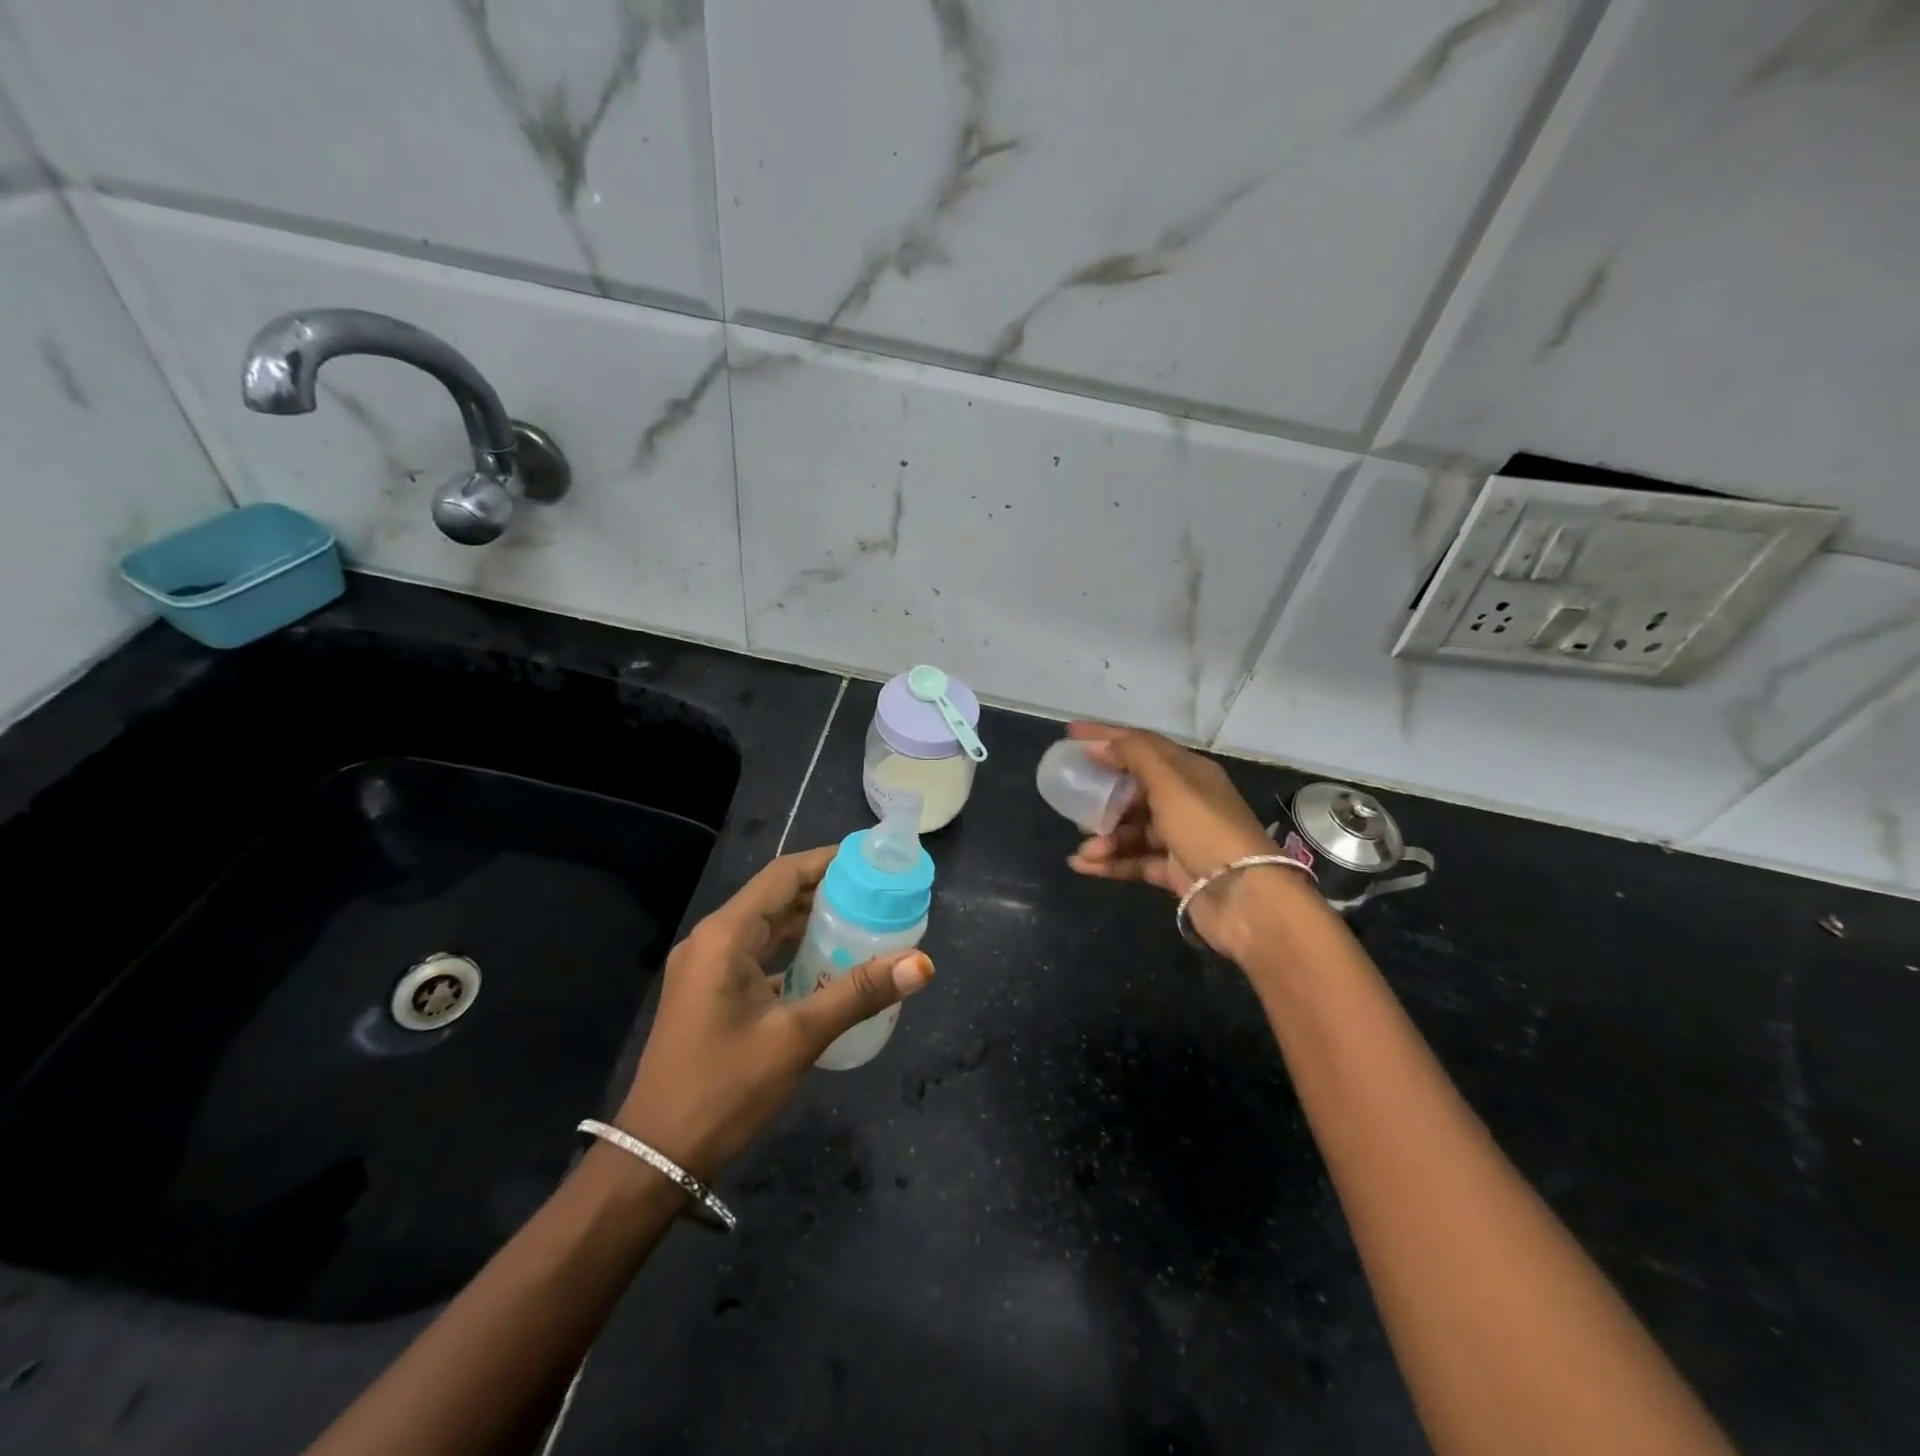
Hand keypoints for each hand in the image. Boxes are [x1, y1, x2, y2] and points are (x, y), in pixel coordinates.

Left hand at [614, 846, 933, 1179]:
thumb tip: (922, 963)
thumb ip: (858, 993)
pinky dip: (792, 951)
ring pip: (767, 928)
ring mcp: (706, 968)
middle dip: (826, 891)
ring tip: (863, 920)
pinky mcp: (709, 993)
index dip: (828, 861)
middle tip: (879, 893)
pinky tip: (828, 964)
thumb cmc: (724, 1089)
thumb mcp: (797, 1037)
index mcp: (725, 935)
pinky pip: (757, 955)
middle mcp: (712, 940)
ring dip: (810, 922)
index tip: (872, 861)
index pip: (783, 875)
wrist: (655, 1157)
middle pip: (776, 898)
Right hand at [1064, 722, 1288, 959]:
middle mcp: (1186, 801)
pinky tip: (1083, 865)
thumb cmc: (1206, 829)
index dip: (1106, 737)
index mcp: (1190, 772)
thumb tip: (1100, 745)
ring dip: (1104, 837)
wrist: (1245, 898)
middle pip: (1134, 789)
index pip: (1142, 745)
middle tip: (1073, 798)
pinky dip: (1110, 862)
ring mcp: (1181, 838)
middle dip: (1103, 794)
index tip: (1070, 735)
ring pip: (1132, 829)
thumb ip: (1134, 755)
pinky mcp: (1175, 871)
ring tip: (1085, 849)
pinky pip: (1134, 860)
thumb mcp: (1170, 782)